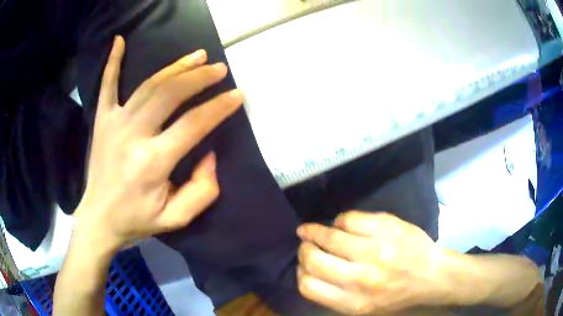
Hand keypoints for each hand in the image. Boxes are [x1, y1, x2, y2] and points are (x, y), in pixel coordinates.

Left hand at [74, 36, 243, 252]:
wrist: (99, 219)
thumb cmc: (137, 220)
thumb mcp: (176, 219)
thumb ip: (202, 190)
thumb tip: (210, 154)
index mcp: (152, 163)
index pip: (193, 124)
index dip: (219, 107)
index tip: (237, 94)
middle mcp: (133, 135)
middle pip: (170, 94)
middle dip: (199, 78)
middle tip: (219, 69)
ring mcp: (114, 123)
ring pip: (148, 85)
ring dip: (175, 67)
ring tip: (197, 56)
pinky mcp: (101, 120)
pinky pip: (106, 85)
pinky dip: (113, 61)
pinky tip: (119, 41)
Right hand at [297, 211, 447, 314]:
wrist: (431, 276)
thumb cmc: (396, 295)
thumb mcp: (363, 308)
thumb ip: (334, 295)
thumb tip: (308, 270)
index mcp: (353, 303)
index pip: (308, 286)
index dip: (300, 272)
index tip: (303, 265)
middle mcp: (361, 279)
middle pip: (313, 260)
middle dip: (304, 249)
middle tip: (306, 244)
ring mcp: (375, 251)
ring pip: (329, 236)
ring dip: (315, 231)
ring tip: (313, 230)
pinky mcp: (386, 228)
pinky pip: (349, 219)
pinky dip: (340, 221)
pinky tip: (342, 224)